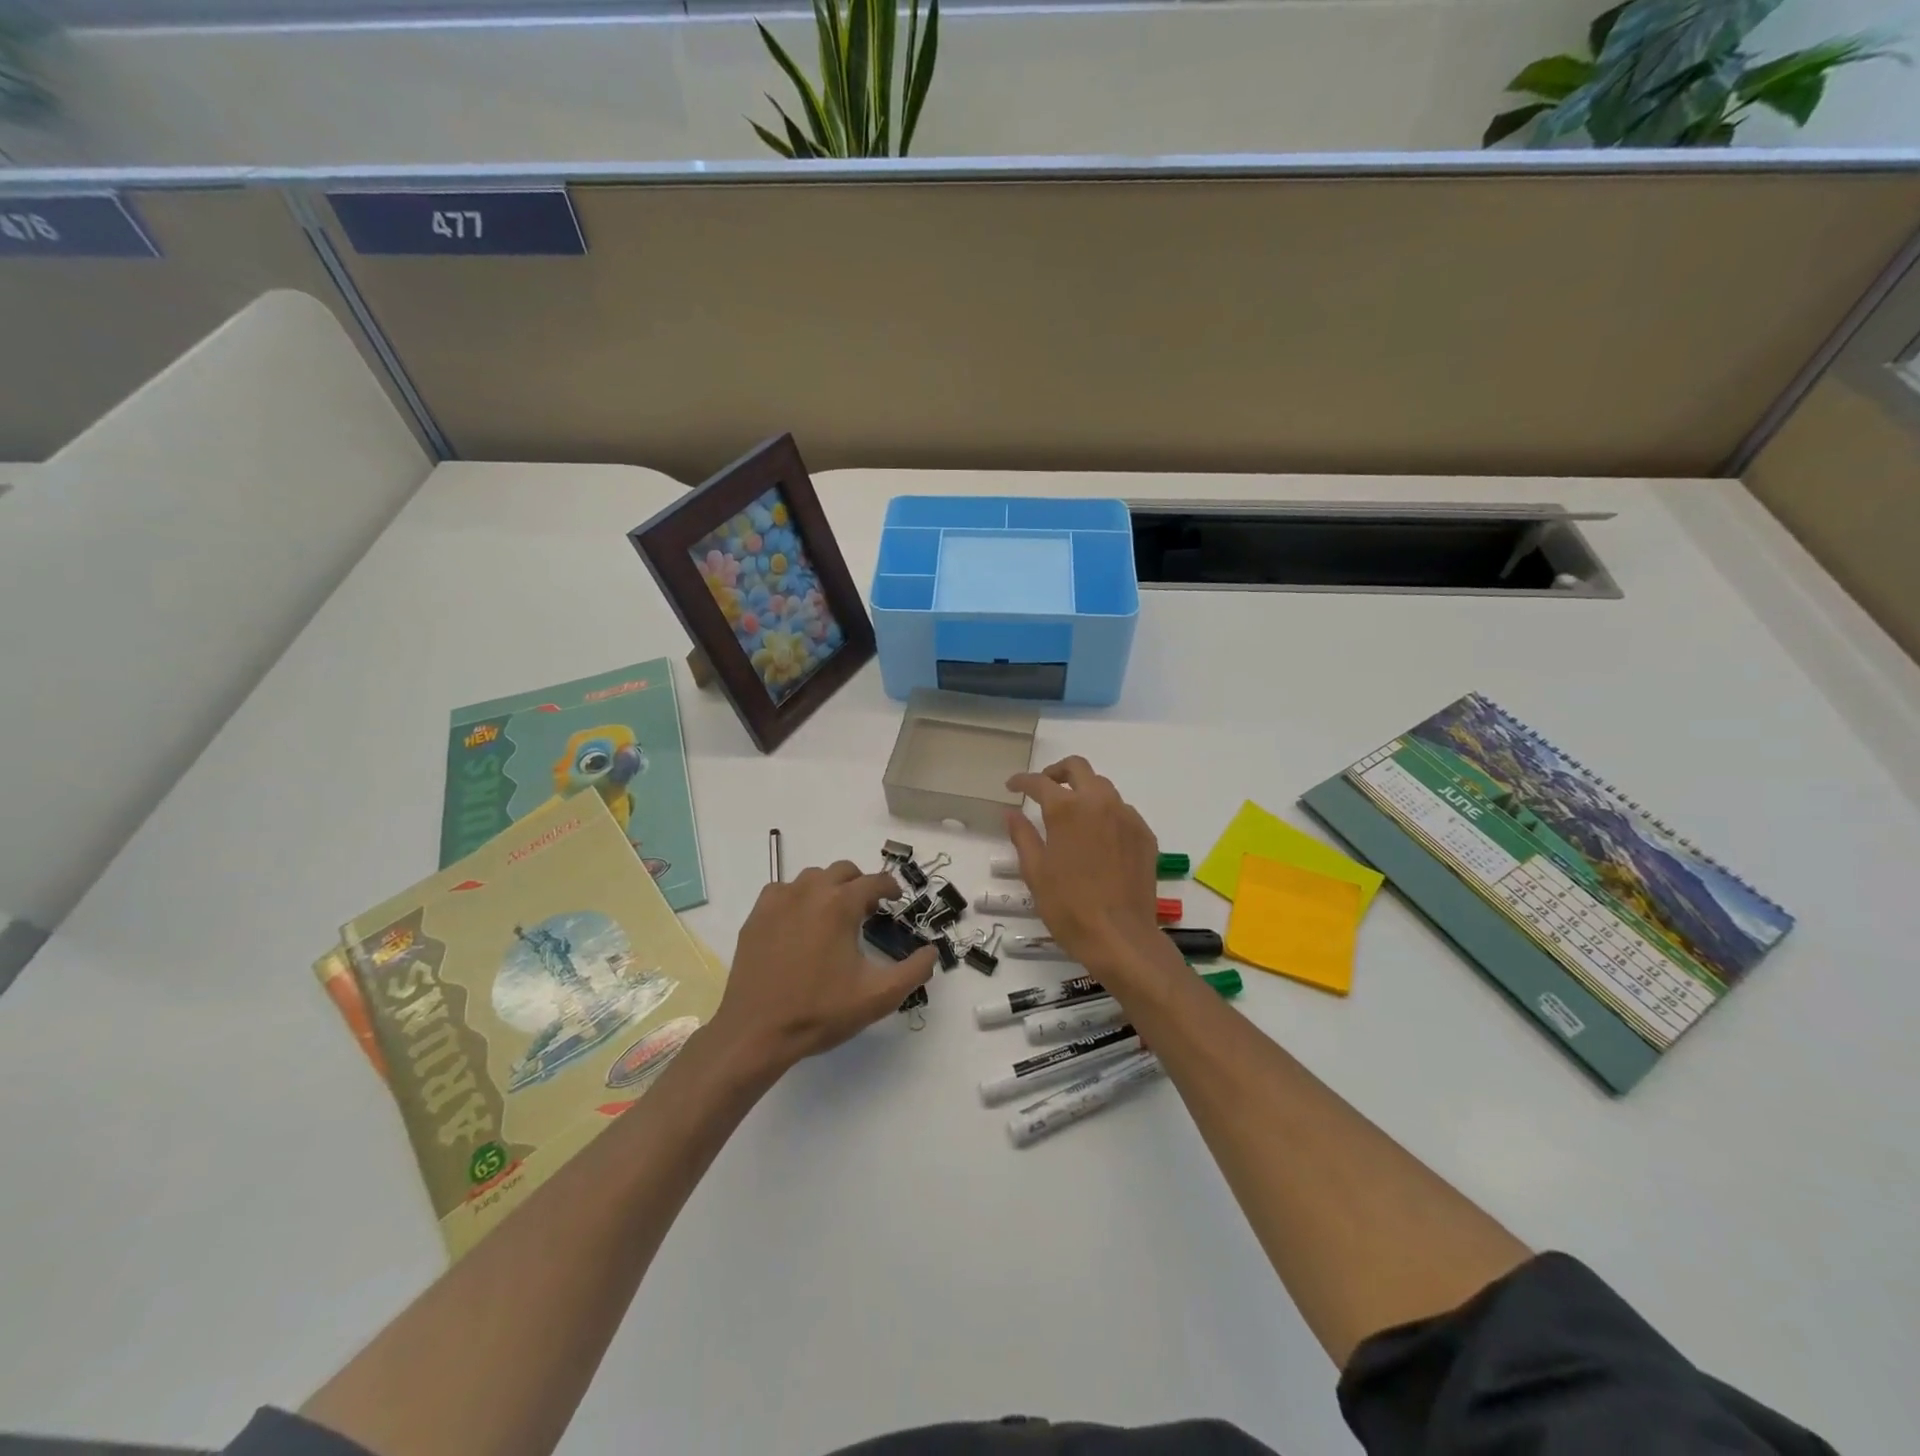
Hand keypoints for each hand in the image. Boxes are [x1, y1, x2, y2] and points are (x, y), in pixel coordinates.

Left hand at [712, 861, 935, 1074]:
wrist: (756, 1032)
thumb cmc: (820, 1012)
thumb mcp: (878, 997)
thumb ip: (914, 971)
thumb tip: (931, 951)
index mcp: (840, 905)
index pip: (874, 881)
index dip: (890, 888)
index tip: (895, 900)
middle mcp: (809, 892)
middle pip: (843, 871)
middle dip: (860, 884)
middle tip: (867, 911)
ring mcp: (778, 901)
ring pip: (812, 877)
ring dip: (829, 888)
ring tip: (834, 917)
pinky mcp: (756, 916)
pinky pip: (783, 891)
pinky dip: (798, 898)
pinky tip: (800, 924)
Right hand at [1005, 757, 1163, 975]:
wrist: (1120, 937)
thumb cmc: (1069, 907)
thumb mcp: (1035, 872)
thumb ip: (1023, 836)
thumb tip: (1012, 813)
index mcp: (1066, 810)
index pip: (1039, 782)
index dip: (1022, 781)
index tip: (1012, 786)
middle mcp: (1099, 803)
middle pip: (1078, 768)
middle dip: (1057, 772)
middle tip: (1044, 788)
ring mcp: (1126, 817)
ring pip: (1103, 787)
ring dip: (1083, 791)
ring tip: (1072, 813)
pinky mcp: (1144, 834)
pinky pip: (1122, 811)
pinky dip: (1105, 813)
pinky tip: (1098, 836)